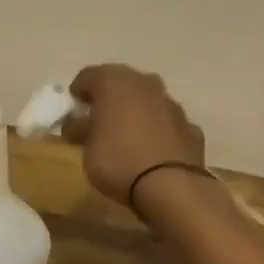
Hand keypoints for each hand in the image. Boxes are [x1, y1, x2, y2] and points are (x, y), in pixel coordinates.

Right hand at [63, 64, 205, 205]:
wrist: (170, 186)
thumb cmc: (117, 160)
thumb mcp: (86, 148)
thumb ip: (80, 129)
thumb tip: (77, 124)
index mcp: (114, 82)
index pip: (88, 76)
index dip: (78, 92)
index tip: (73, 110)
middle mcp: (145, 84)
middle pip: (121, 84)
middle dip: (108, 99)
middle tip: (97, 120)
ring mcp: (171, 104)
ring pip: (147, 101)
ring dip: (136, 112)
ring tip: (126, 136)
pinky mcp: (190, 127)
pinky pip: (167, 123)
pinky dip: (158, 131)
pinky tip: (152, 150)